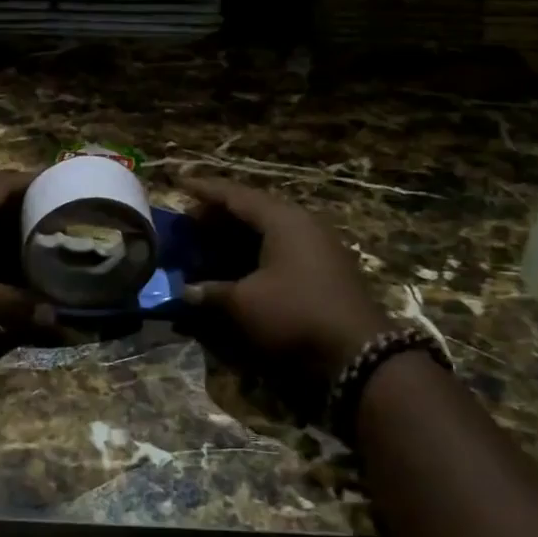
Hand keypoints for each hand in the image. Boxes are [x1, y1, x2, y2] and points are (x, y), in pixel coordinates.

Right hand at [179, 176, 390, 378]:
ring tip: (208, 242)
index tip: (179, 183)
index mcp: (282, 219)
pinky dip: (255, 251)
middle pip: (253, 209)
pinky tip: (238, 265)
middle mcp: (302, 224)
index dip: (204, 190)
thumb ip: (211, 291)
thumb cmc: (294, 314)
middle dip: (219, 214)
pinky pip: (281, 247)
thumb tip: (186, 291)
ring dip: (237, 234)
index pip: (235, 195)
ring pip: (269, 229)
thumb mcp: (244, 303)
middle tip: (189, 221)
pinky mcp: (325, 268)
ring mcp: (318, 246)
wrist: (358, 353)